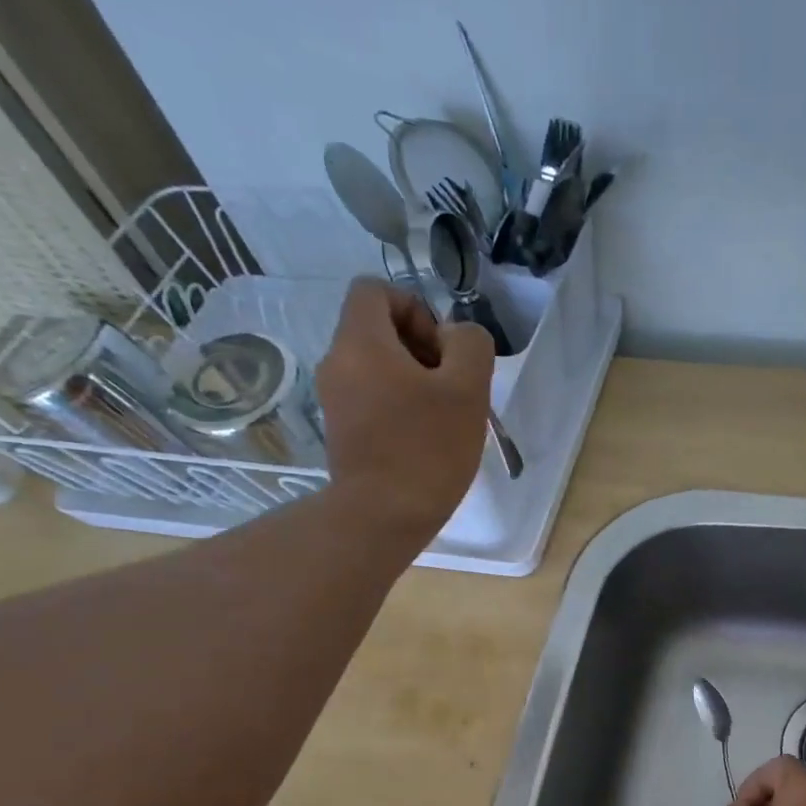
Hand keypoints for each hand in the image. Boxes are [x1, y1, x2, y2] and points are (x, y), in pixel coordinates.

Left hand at [315, 278, 492, 545]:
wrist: (383, 515)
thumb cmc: (428, 448)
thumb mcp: (468, 389)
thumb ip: (470, 345)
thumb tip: (454, 338)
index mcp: (360, 342)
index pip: (375, 289)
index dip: (415, 307)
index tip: (442, 350)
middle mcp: (337, 362)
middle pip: (377, 327)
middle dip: (420, 346)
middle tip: (450, 386)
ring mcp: (334, 398)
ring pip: (376, 364)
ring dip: (414, 378)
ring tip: (443, 416)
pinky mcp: (341, 428)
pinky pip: (372, 395)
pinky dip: (399, 403)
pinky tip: (424, 436)